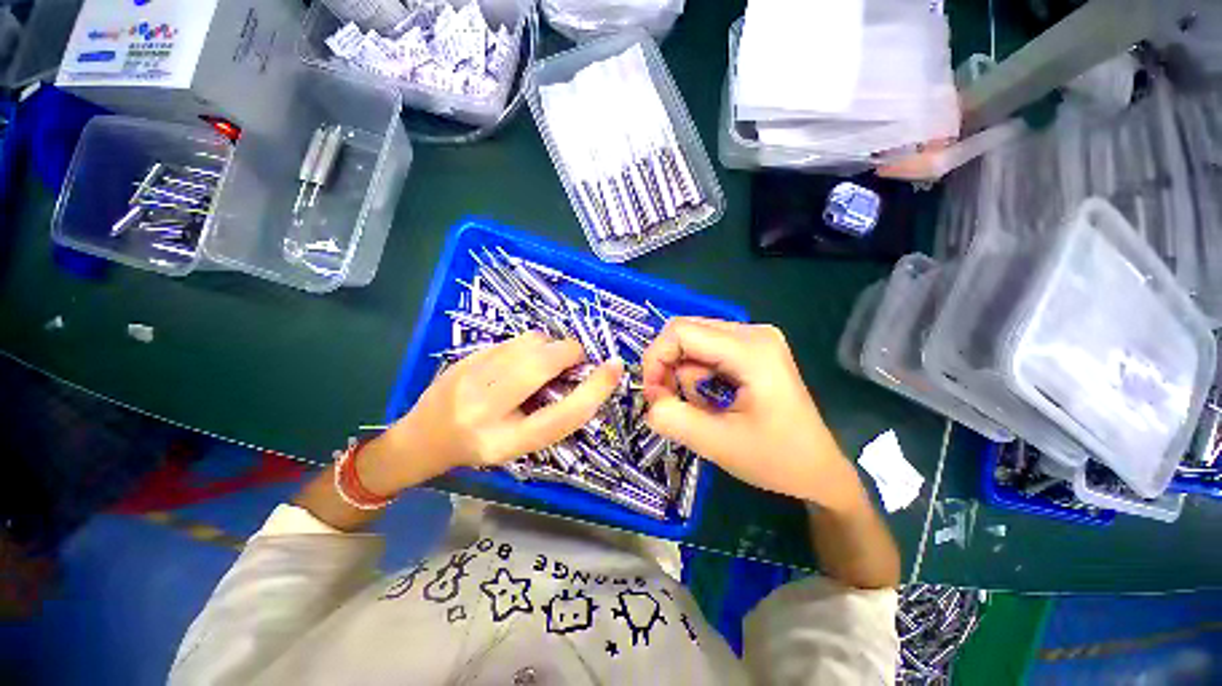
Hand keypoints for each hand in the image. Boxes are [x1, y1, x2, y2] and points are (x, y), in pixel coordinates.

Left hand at [361, 331, 622, 494]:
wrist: (421, 439)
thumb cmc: (479, 447)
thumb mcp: (519, 444)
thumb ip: (552, 415)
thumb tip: (582, 377)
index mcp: (506, 442)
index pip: (563, 416)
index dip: (595, 390)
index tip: (615, 367)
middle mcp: (485, 410)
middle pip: (543, 365)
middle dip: (569, 352)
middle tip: (576, 358)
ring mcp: (469, 378)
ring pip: (528, 343)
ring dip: (549, 346)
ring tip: (545, 361)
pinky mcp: (464, 358)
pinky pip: (513, 339)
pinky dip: (530, 345)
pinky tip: (521, 359)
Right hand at [641, 318, 864, 510]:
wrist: (819, 470)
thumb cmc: (776, 459)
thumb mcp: (717, 444)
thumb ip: (672, 419)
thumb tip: (648, 401)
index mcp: (751, 349)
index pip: (680, 332)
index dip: (655, 359)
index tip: (652, 396)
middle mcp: (753, 333)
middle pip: (685, 333)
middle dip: (667, 367)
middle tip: (667, 402)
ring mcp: (754, 339)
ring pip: (693, 342)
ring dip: (683, 374)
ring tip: (699, 407)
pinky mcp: (752, 349)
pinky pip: (706, 351)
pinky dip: (696, 374)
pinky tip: (710, 398)